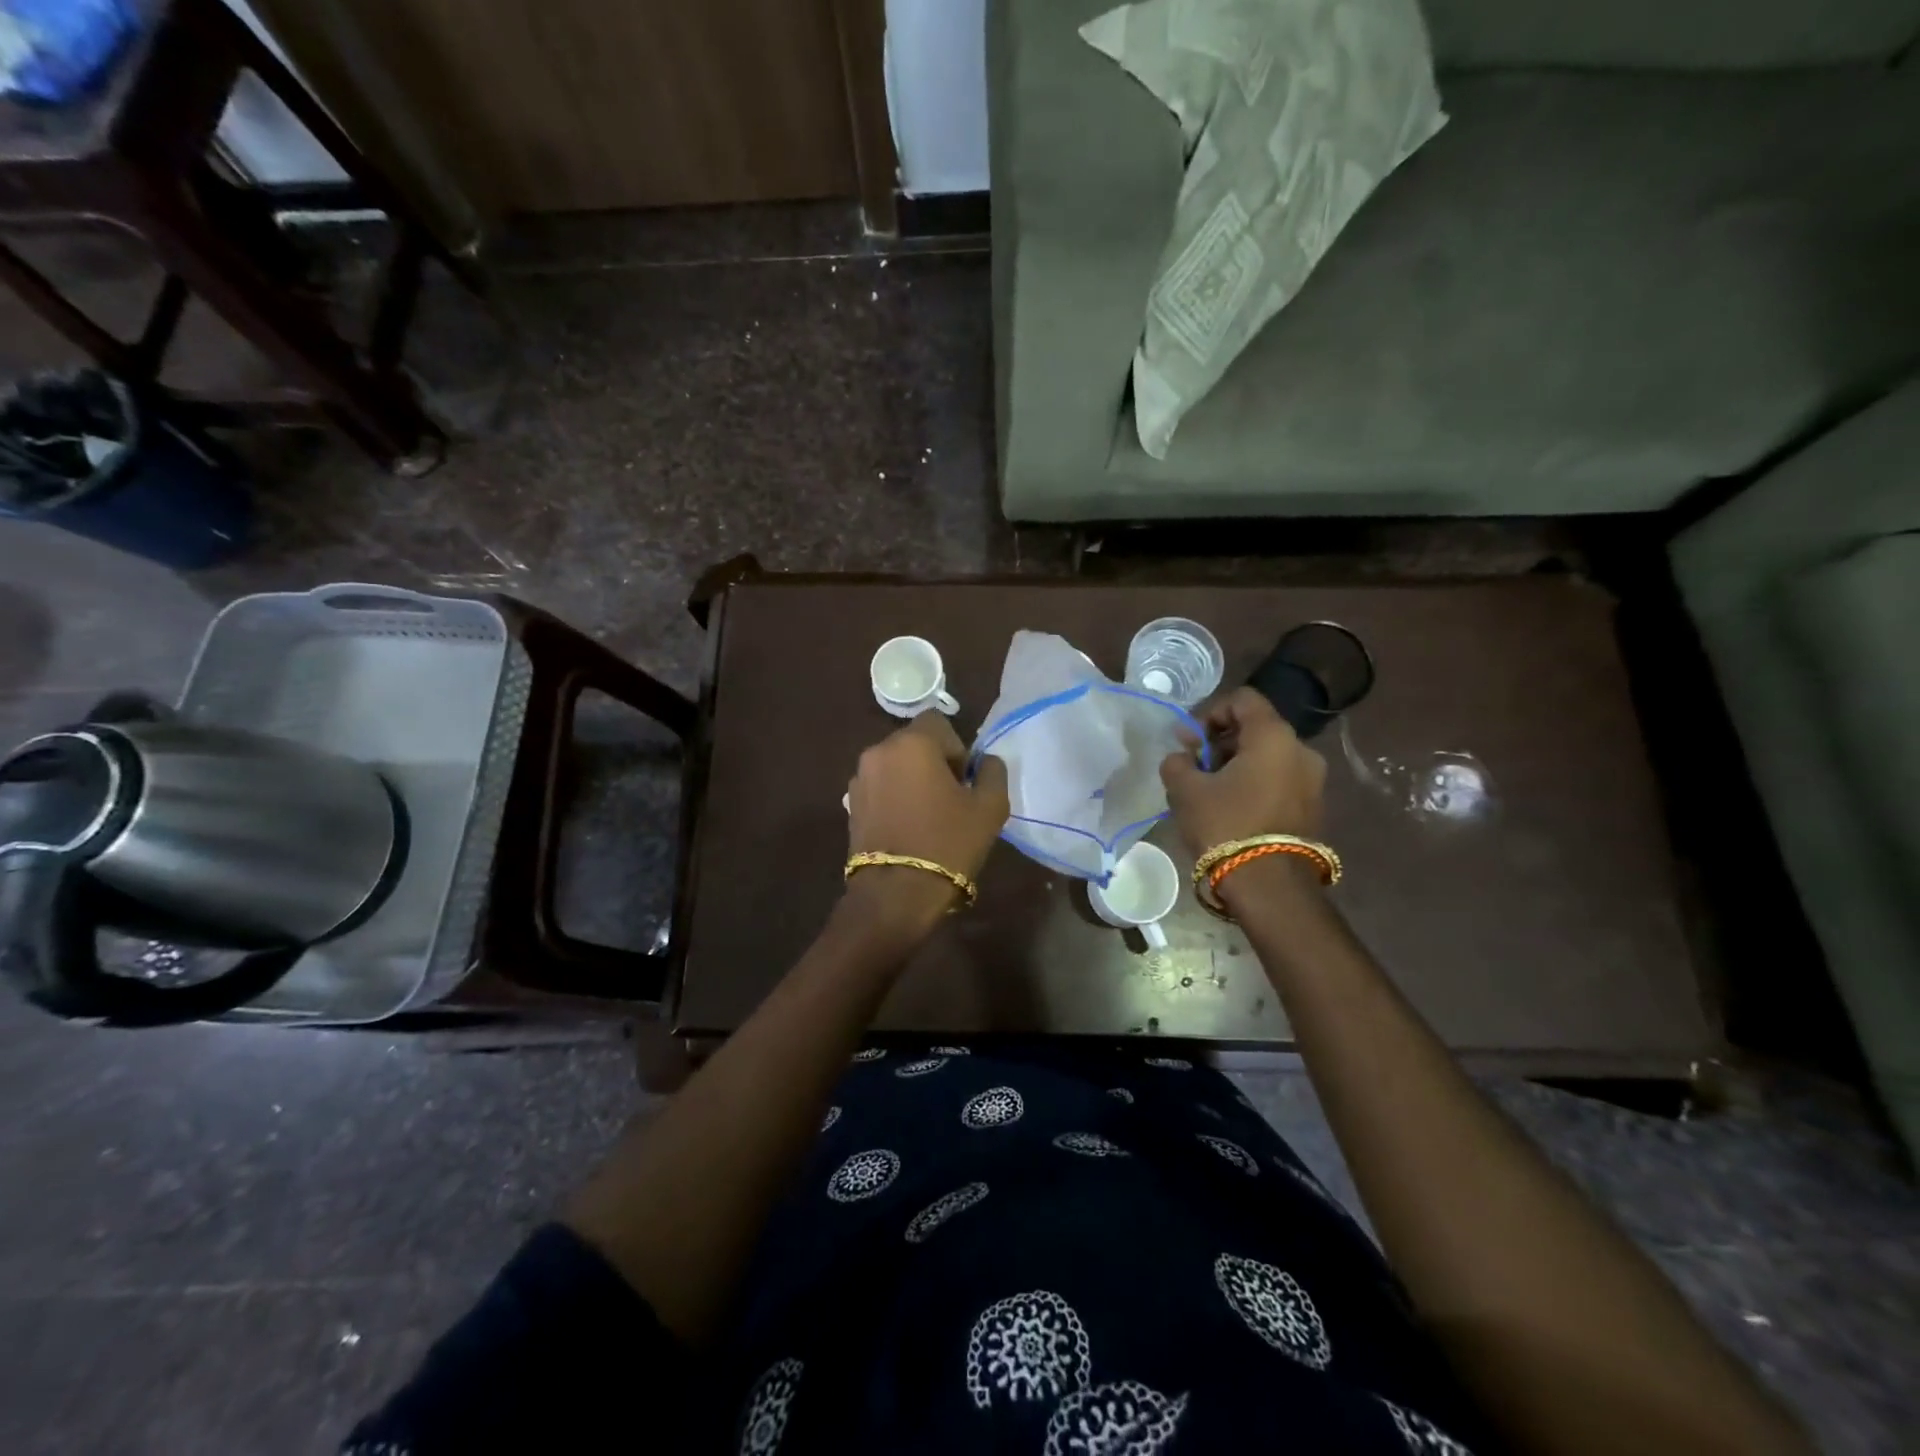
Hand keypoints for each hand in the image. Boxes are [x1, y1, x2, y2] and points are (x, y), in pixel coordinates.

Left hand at [844, 713, 1009, 923]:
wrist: (895, 894)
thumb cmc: (948, 844)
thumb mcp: (990, 807)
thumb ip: (993, 772)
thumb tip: (985, 761)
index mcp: (913, 743)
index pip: (939, 722)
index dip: (957, 747)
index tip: (964, 781)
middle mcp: (879, 751)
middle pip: (914, 743)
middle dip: (933, 763)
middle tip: (950, 799)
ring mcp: (859, 778)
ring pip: (895, 766)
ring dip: (911, 780)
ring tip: (927, 816)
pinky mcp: (850, 804)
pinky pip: (880, 788)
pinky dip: (894, 798)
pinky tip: (907, 828)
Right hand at [1159, 686, 1325, 854]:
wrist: (1269, 886)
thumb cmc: (1225, 825)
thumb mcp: (1186, 790)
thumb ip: (1178, 762)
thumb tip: (1183, 756)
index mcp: (1273, 736)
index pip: (1242, 700)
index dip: (1210, 713)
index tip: (1191, 742)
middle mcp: (1301, 750)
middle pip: (1256, 729)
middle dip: (1222, 743)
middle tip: (1196, 768)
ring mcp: (1313, 781)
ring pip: (1269, 757)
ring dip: (1238, 766)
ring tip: (1211, 793)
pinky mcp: (1314, 807)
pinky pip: (1280, 781)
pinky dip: (1256, 785)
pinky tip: (1233, 810)